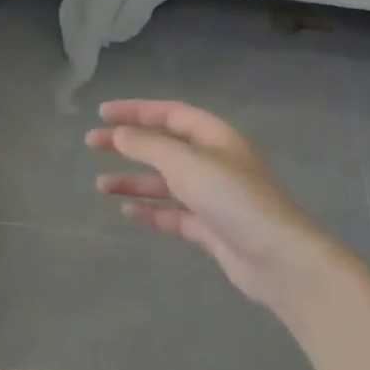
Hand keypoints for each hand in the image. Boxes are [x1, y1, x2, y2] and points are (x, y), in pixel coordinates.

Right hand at [86, 99, 361, 310]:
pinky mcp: (211, 228)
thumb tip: (120, 134)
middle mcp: (214, 162)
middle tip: (92, 143)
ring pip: (165, 182)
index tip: (102, 114)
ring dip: (133, 180)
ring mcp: (213, 197)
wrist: (278, 258)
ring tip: (100, 186)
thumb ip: (148, 145)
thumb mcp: (185, 163)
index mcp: (215, 138)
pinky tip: (127, 212)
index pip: (170, 114)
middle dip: (128, 143)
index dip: (136, 111)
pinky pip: (173, 213)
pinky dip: (150, 210)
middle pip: (164, 146)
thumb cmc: (232, 199)